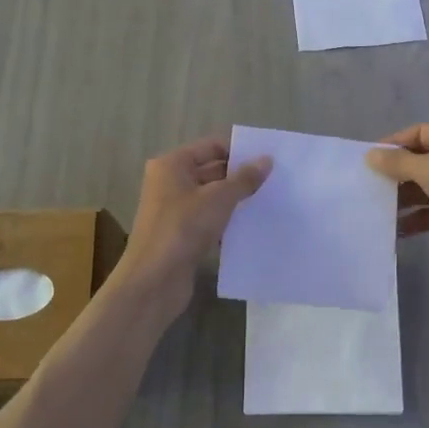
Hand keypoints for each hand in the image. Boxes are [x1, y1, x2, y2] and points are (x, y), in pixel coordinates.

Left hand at [112, 137, 270, 315]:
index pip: (211, 147)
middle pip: (211, 171)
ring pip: (212, 197)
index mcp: (172, 165)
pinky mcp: (181, 234)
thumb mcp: (219, 198)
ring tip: (269, 201)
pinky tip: (251, 226)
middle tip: (274, 181)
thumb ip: (244, 178)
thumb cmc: (183, 228)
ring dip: (236, 200)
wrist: (154, 280)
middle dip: (240, 176)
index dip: (239, 151)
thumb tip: (267, 160)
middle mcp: (170, 183)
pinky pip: (209, 219)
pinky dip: (227, 221)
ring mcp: (174, 210)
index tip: (268, 159)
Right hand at [365, 124, 428, 278]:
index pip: (419, 132)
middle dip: (396, 173)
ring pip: (426, 188)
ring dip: (403, 198)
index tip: (367, 160)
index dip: (394, 143)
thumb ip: (399, 162)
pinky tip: (395, 229)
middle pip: (421, 161)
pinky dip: (416, 219)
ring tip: (374, 209)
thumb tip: (371, 155)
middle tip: (366, 186)